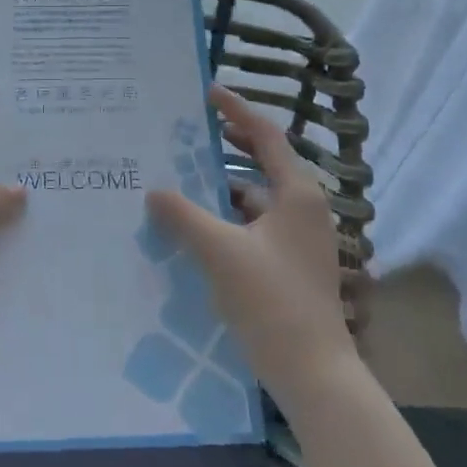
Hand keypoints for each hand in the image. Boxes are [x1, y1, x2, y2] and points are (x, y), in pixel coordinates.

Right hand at [145, 85, 359, 408]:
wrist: (313, 373)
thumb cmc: (271, 301)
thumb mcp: (221, 252)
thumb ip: (184, 216)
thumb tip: (153, 190)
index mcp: (297, 194)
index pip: (266, 135)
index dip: (236, 111)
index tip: (206, 93)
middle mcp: (303, 209)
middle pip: (263, 162)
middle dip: (228, 145)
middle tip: (188, 131)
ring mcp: (299, 239)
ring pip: (257, 197)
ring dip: (223, 184)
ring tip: (182, 176)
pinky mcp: (290, 264)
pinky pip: (255, 225)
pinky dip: (228, 217)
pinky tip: (197, 225)